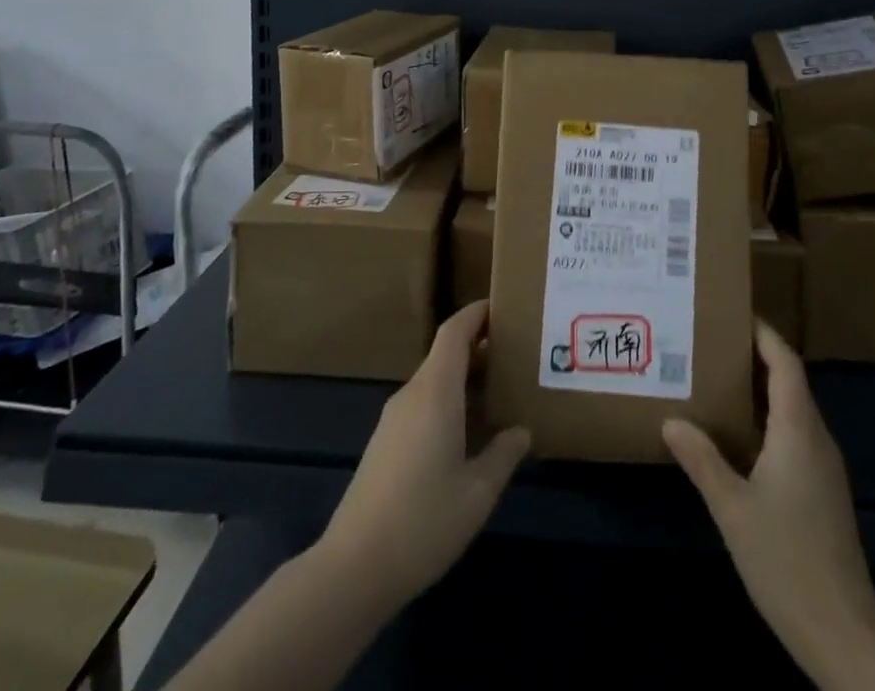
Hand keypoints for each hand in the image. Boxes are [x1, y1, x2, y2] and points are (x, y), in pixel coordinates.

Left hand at [316, 300, 531, 612]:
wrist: (353, 568)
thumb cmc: (423, 522)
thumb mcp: (478, 492)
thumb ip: (503, 454)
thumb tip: (521, 431)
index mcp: (435, 392)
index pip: (454, 332)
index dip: (477, 313)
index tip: (504, 307)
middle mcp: (412, 394)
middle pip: (445, 354)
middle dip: (479, 348)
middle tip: (516, 355)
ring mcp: (394, 419)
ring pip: (434, 381)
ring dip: (465, 378)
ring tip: (500, 393)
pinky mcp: (385, 443)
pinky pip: (423, 404)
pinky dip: (449, 401)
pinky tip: (469, 433)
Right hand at [664, 323, 874, 690]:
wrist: (843, 631)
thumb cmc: (787, 560)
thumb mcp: (732, 508)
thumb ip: (702, 460)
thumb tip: (671, 420)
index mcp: (798, 429)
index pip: (785, 362)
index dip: (763, 334)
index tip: (731, 313)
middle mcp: (816, 437)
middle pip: (788, 380)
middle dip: (753, 356)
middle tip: (709, 344)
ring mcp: (823, 465)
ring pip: (791, 408)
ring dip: (758, 389)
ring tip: (715, 381)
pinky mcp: (822, 489)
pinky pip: (793, 434)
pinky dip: (765, 419)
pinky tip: (736, 435)